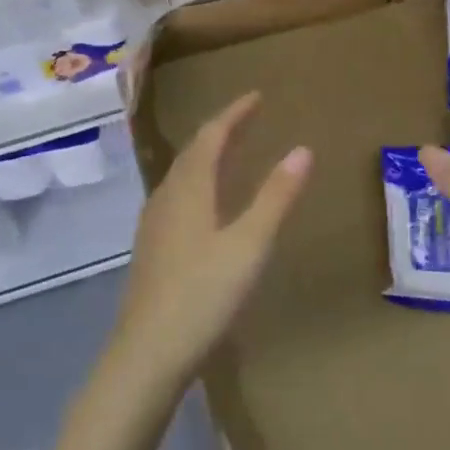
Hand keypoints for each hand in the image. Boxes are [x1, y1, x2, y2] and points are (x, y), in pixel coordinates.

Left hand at [111, 91, 310, 391]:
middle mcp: (166, 197)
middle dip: (221, 130)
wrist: (147, 354)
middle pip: (192, 151)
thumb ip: (276, 196)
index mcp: (189, 189)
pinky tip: (205, 204)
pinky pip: (176, 196)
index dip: (234, 113)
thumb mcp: (250, 245)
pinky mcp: (151, 249)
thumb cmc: (203, 295)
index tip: (257, 96)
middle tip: (247, 118)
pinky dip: (197, 182)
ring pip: (181, 175)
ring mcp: (154, 224)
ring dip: (206, 156)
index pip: (211, 136)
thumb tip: (303, 149)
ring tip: (230, 153)